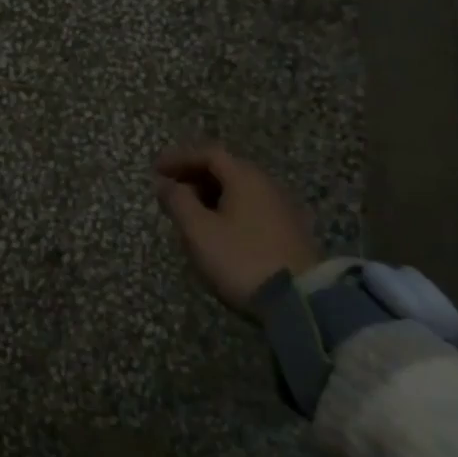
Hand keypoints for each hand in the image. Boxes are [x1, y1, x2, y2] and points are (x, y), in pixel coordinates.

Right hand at [155, 144, 319, 310]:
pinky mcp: (289, 232)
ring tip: (189, 213)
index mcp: (245, 177)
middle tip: (170, 190)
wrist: (302, 303)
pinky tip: (216, 231)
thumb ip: (178, 202)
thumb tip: (165, 184)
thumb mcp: (199, 231)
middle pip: (226, 169)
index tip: (155, 170)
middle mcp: (267, 184)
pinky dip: (227, 209)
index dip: (179, 158)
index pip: (209, 153)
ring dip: (210, 194)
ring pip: (239, 190)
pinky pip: (250, 208)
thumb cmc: (241, 259)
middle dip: (194, 175)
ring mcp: (282, 208)